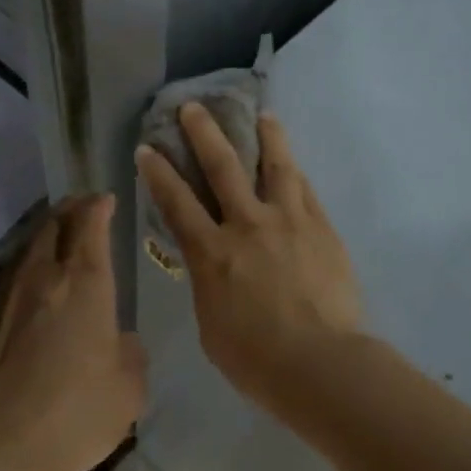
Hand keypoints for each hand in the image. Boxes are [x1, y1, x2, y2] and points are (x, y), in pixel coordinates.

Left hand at [0, 196, 146, 470]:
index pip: (90, 224)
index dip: (99, 206)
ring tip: (54, 250)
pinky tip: (23, 303)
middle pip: (52, 226)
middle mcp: (41, 278)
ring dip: (42, 244)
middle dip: (69, 212)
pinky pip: (2, 289)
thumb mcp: (129, 389)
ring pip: (24, 254)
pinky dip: (20, 283)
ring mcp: (0, 299)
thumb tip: (119, 341)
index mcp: (85, 284)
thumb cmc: (75, 414)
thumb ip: (131, 353)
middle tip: (81, 212)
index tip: (105, 199)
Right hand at [137, 102, 361, 410]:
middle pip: (223, 167)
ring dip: (266, 136)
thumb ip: (208, 285)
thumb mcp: (211, 324)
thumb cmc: (255, 358)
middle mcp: (247, 225)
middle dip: (203, 133)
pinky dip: (295, 171)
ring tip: (263, 115)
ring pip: (276, 166)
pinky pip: (306, 190)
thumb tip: (214, 266)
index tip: (148, 148)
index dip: (158, 173)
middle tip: (193, 107)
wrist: (319, 363)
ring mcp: (289, 221)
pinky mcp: (322, 228)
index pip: (177, 202)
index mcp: (212, 253)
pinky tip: (293, 162)